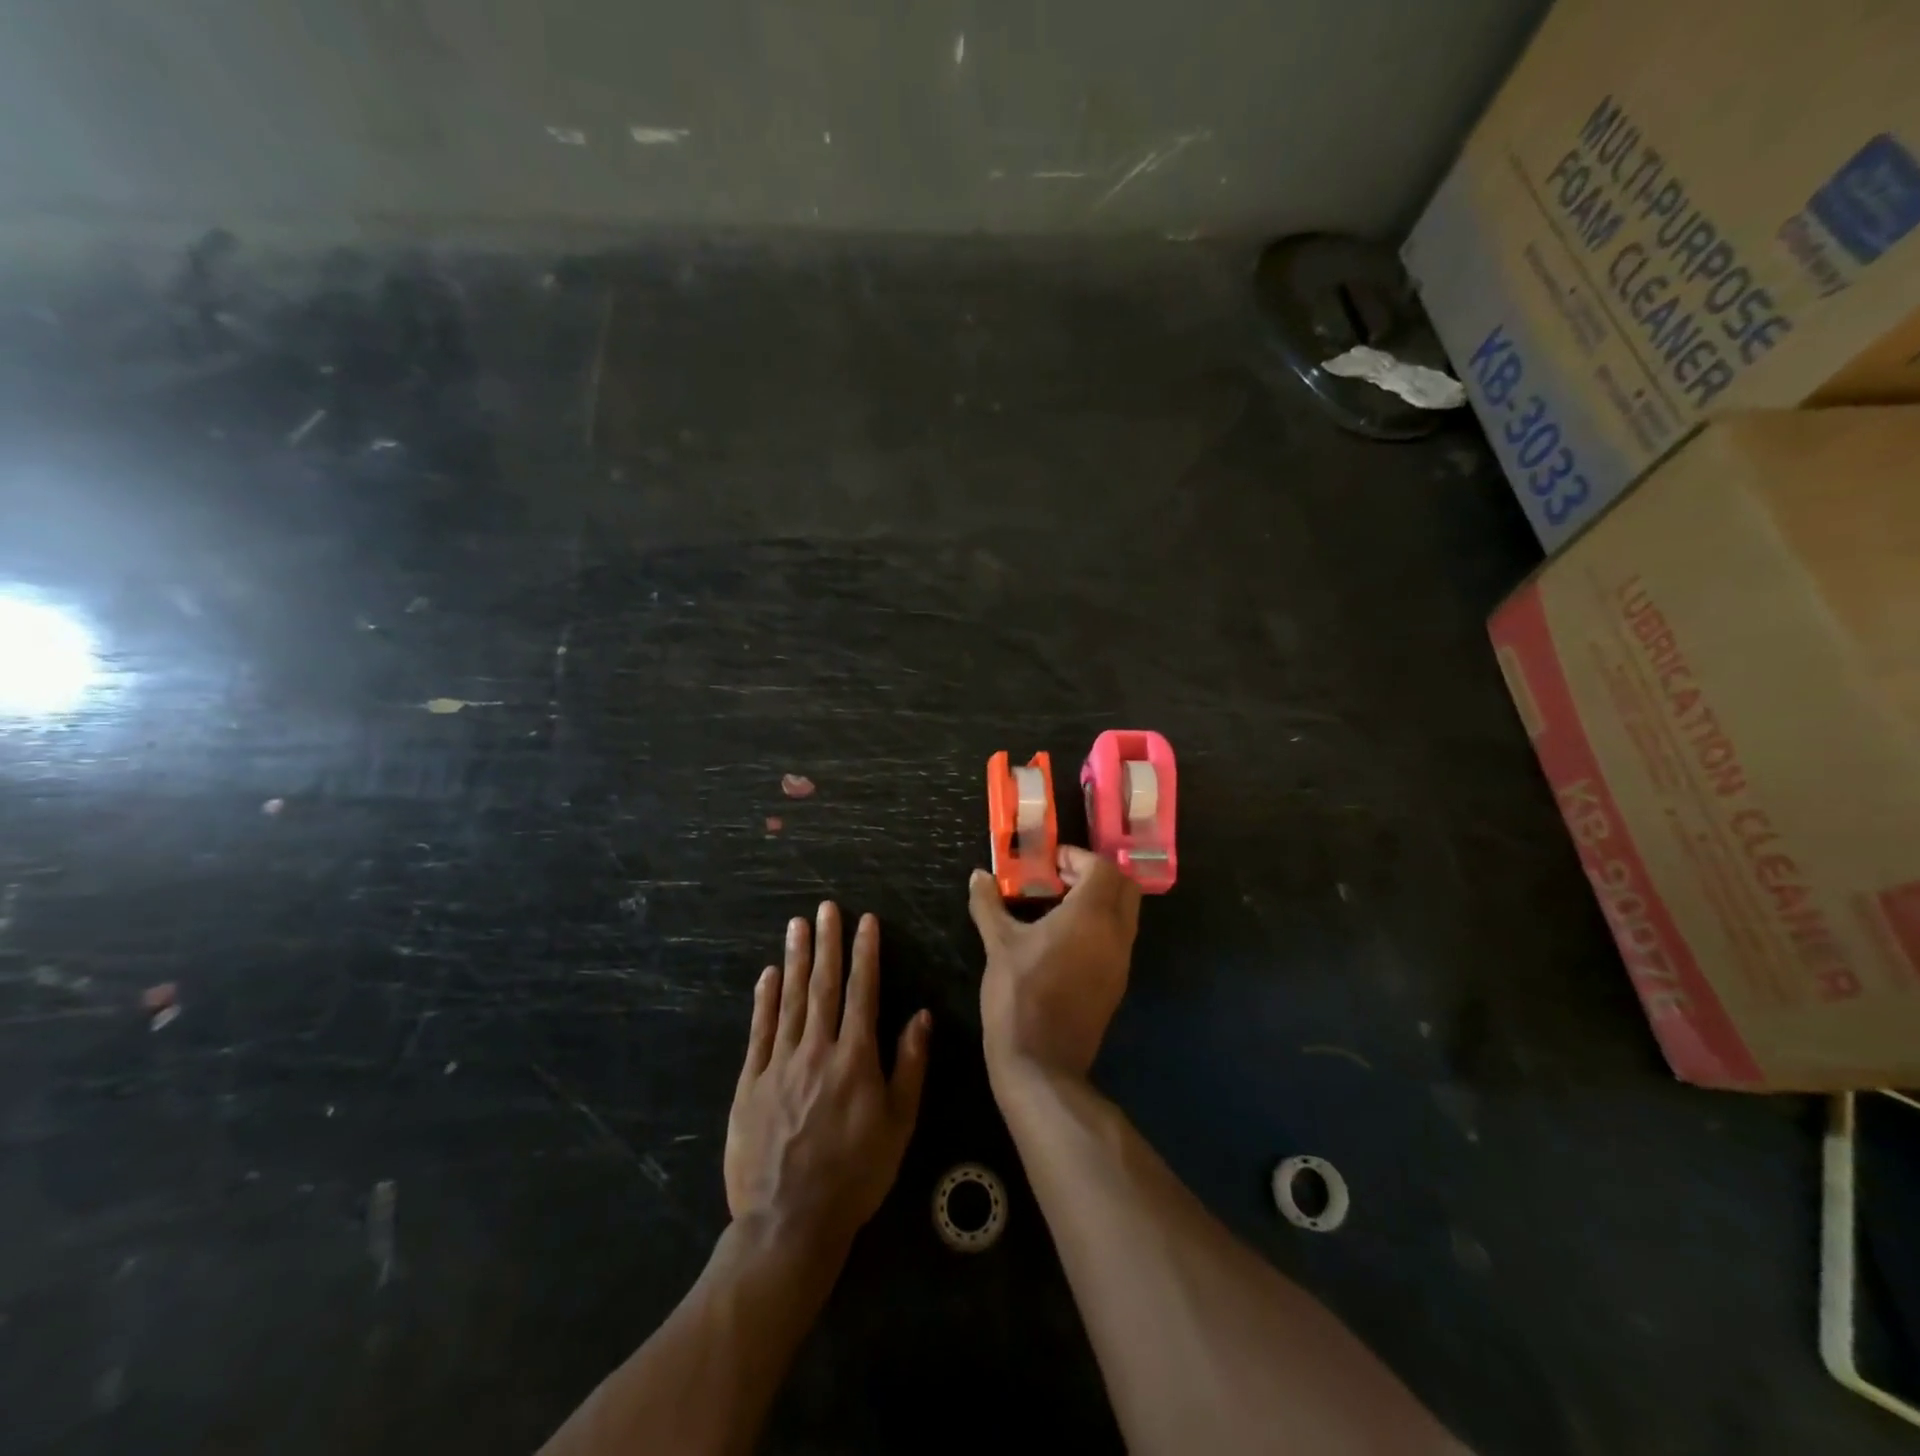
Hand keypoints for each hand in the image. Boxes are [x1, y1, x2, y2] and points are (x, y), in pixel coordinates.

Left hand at [725, 902, 930, 1253]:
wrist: (789, 1222)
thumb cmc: (855, 1174)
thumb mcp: (898, 1125)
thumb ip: (909, 1066)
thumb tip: (922, 1015)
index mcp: (855, 1059)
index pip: (862, 993)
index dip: (865, 954)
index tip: (866, 921)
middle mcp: (817, 1051)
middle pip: (823, 986)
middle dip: (827, 943)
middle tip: (826, 908)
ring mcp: (780, 1064)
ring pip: (790, 1000)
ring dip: (796, 959)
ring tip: (797, 925)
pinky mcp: (751, 1082)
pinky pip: (760, 1031)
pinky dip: (765, 999)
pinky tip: (769, 974)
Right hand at [967, 847, 1140, 1084]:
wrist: (1041, 1062)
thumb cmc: (1019, 994)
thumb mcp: (998, 944)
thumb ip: (988, 903)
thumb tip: (978, 876)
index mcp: (1091, 915)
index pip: (1101, 867)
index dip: (1077, 857)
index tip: (1048, 862)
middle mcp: (1116, 933)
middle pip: (1123, 886)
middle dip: (1095, 874)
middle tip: (1059, 878)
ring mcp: (1121, 961)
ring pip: (1125, 913)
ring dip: (1099, 900)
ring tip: (1057, 906)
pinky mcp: (1116, 983)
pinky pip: (1118, 938)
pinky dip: (1100, 925)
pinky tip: (1063, 938)